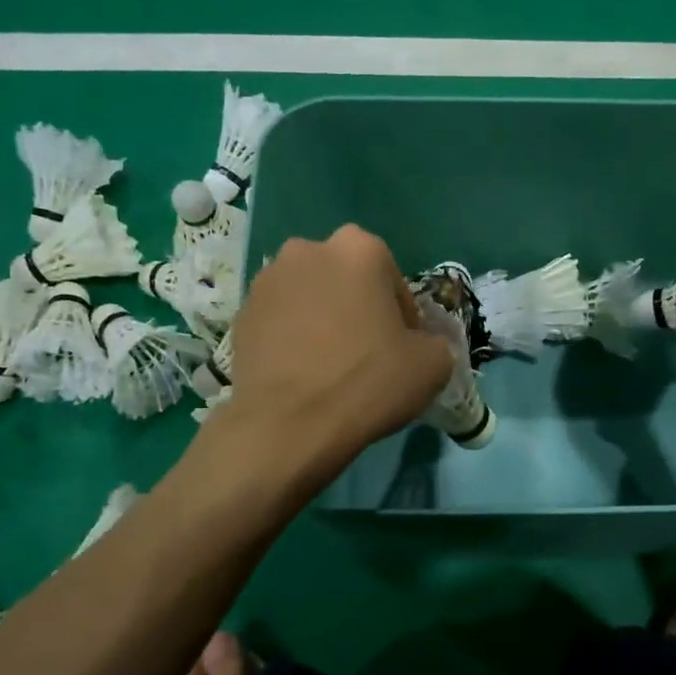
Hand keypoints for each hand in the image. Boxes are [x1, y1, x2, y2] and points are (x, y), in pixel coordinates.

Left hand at [224, 225, 453, 479]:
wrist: (289, 425)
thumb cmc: (368, 383)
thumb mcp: (433, 365)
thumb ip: (435, 342)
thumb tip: (421, 345)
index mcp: (359, 249)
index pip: (393, 280)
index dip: (402, 317)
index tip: (402, 349)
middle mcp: (308, 250)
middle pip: (346, 281)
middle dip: (358, 308)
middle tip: (367, 353)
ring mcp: (267, 281)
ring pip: (310, 298)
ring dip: (323, 320)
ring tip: (331, 365)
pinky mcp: (240, 314)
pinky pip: (280, 321)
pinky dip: (293, 338)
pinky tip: (302, 374)